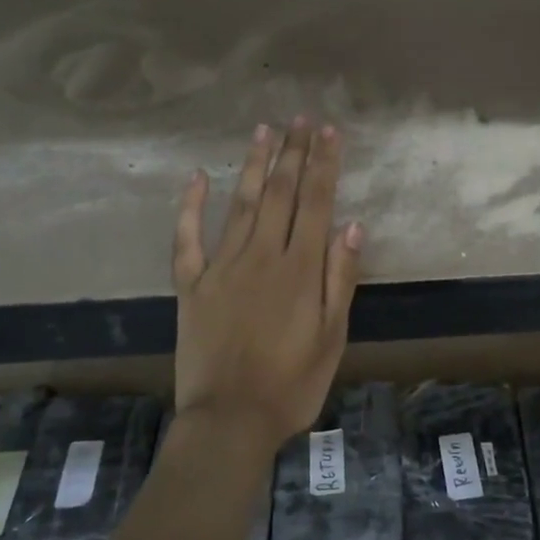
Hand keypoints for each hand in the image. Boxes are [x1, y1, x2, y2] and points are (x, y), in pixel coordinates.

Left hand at [171, 119, 362, 454]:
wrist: (230, 420)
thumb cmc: (292, 384)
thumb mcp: (332, 337)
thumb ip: (340, 279)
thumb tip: (352, 224)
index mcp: (300, 270)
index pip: (316, 203)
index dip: (324, 164)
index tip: (329, 131)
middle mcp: (261, 257)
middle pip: (281, 194)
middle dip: (293, 153)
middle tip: (300, 118)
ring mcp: (222, 268)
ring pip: (242, 205)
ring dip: (255, 166)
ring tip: (264, 131)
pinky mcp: (191, 285)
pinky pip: (188, 238)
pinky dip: (191, 206)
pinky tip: (199, 176)